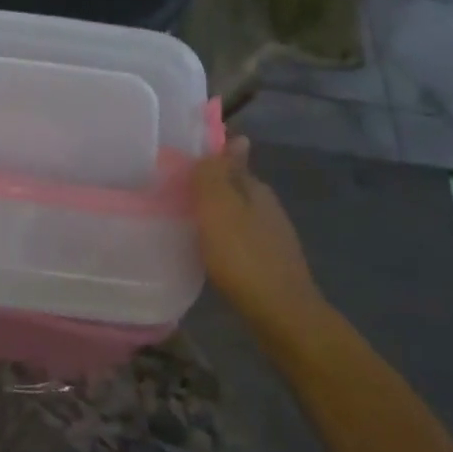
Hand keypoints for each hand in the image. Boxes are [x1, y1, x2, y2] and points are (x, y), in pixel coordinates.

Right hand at [191, 138, 324, 322]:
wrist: (282, 316)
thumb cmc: (243, 257)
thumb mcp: (219, 208)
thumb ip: (218, 173)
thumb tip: (235, 135)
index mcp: (255, 188)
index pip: (228, 161)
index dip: (204, 162)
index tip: (176, 167)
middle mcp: (266, 206)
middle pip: (231, 188)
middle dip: (206, 188)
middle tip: (170, 194)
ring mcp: (271, 236)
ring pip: (235, 214)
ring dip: (213, 215)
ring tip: (182, 222)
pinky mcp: (268, 263)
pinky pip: (238, 239)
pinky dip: (221, 239)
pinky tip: (206, 250)